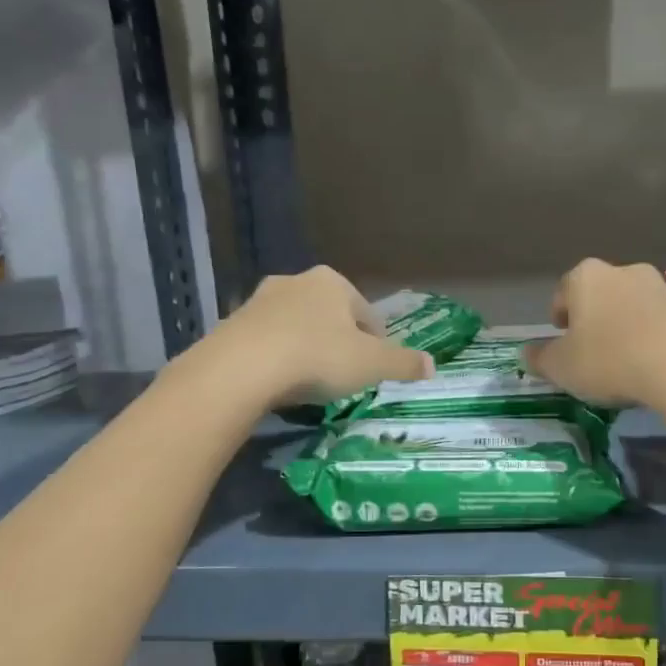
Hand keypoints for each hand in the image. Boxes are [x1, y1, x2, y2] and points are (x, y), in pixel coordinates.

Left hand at [216, 266, 433, 406]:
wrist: (242, 368)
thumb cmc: (318, 357)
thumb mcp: (372, 364)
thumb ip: (404, 363)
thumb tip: (433, 366)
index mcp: (333, 283)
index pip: (366, 313)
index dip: (376, 342)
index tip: (376, 368)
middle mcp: (295, 282)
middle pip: (329, 316)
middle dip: (339, 342)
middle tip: (345, 375)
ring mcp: (259, 301)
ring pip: (296, 327)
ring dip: (306, 348)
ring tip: (312, 382)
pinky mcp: (232, 324)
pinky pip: (267, 342)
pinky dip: (278, 359)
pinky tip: (280, 384)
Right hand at [526, 259, 665, 411]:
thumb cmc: (608, 359)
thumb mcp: (561, 367)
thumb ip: (540, 358)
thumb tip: (527, 353)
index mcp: (585, 276)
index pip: (562, 294)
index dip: (559, 319)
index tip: (562, 342)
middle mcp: (622, 271)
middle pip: (598, 296)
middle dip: (593, 320)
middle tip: (591, 353)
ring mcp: (659, 286)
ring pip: (629, 307)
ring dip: (623, 328)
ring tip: (623, 362)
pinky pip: (657, 322)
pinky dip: (649, 338)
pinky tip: (650, 365)